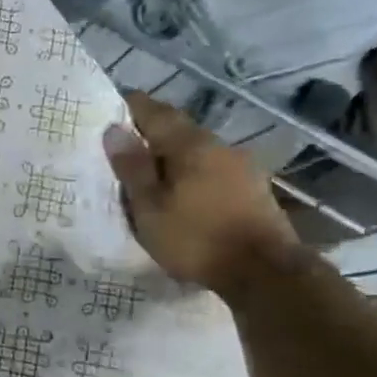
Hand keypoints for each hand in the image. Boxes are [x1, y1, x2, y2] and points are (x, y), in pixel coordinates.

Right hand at [103, 90, 301, 295]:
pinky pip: (212, 170)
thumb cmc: (196, 237)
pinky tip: (182, 191)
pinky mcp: (253, 189)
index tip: (113, 104)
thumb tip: (114, 129)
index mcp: (190, 145)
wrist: (264, 272)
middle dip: (152, 133)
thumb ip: (132, 168)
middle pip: (179, 130)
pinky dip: (191, 173)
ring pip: (197, 151)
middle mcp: (219, 146)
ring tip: (150, 172)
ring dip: (173, 156)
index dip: (132, 106)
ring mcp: (241, 167)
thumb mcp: (150, 207)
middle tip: (124, 144)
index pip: (156, 112)